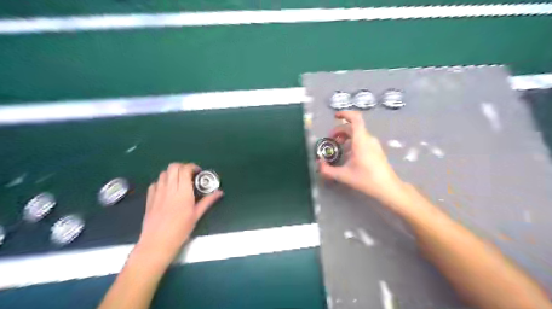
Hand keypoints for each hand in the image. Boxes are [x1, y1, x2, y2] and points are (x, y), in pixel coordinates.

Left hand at [137, 163, 222, 263]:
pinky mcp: (149, 199)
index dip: (192, 167)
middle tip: (189, 175)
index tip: (198, 172)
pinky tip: (167, 190)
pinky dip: (162, 182)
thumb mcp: (196, 215)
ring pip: (163, 173)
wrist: (157, 244)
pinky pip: (155, 183)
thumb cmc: (180, 231)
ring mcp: (157, 193)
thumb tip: (220, 192)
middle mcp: (169, 189)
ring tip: (179, 181)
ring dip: (172, 173)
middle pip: (173, 167)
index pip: (185, 169)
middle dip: (182, 167)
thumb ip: (208, 201)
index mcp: (182, 192)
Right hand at [319, 111, 408, 207]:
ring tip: (337, 147)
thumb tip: (318, 164)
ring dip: (345, 136)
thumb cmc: (366, 179)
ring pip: (357, 133)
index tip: (335, 117)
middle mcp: (368, 139)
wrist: (388, 188)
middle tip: (330, 140)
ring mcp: (373, 144)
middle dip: (339, 130)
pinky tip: (347, 154)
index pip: (355, 119)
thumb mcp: (343, 176)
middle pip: (352, 127)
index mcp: (361, 141)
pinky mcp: (376, 149)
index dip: (345, 114)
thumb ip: (327, 170)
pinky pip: (362, 140)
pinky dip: (352, 142)